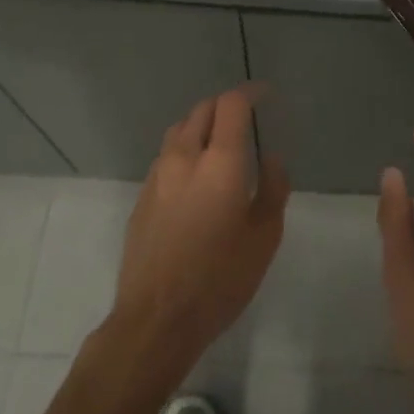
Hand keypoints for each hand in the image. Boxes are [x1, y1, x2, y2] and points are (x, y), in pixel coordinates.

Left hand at [108, 87, 288, 377]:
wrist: (156, 320)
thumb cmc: (220, 278)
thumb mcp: (264, 237)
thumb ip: (272, 188)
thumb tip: (271, 158)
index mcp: (219, 161)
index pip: (231, 104)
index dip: (250, 93)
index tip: (265, 96)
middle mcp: (184, 157)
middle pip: (201, 110)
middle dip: (225, 106)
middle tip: (245, 119)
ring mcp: (157, 176)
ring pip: (179, 131)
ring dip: (201, 126)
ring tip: (219, 144)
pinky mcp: (142, 197)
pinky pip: (166, 157)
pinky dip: (184, 151)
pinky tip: (195, 178)